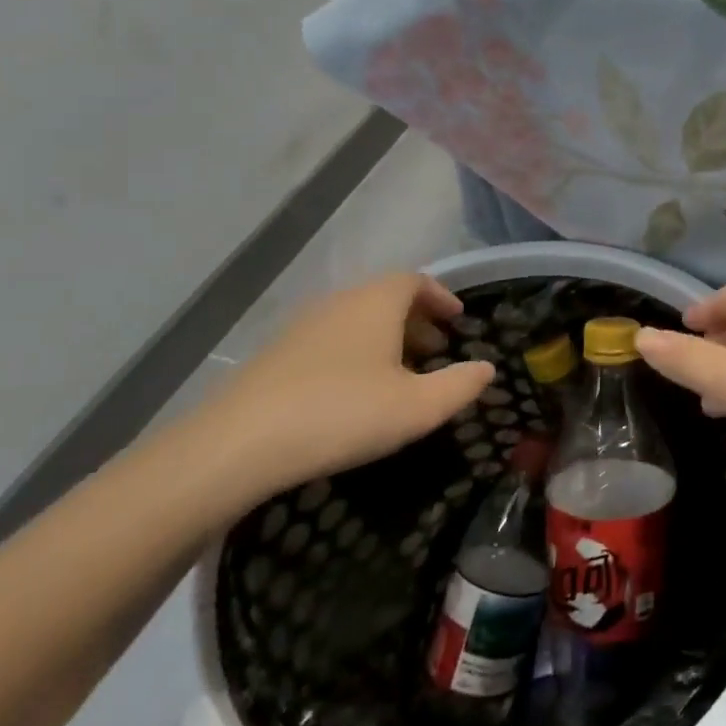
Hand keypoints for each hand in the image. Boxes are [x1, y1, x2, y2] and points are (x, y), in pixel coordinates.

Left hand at [186, 273, 493, 506]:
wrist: (238, 445)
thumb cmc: (343, 414)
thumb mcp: (417, 407)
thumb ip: (460, 386)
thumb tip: (488, 368)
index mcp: (376, 302)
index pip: (415, 280)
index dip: (441, 296)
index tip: (459, 320)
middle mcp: (339, 303)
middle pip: (385, 298)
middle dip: (417, 321)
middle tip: (438, 352)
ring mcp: (302, 327)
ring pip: (357, 321)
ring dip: (386, 340)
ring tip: (401, 376)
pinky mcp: (276, 356)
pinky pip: (331, 341)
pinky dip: (356, 355)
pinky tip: (356, 395)